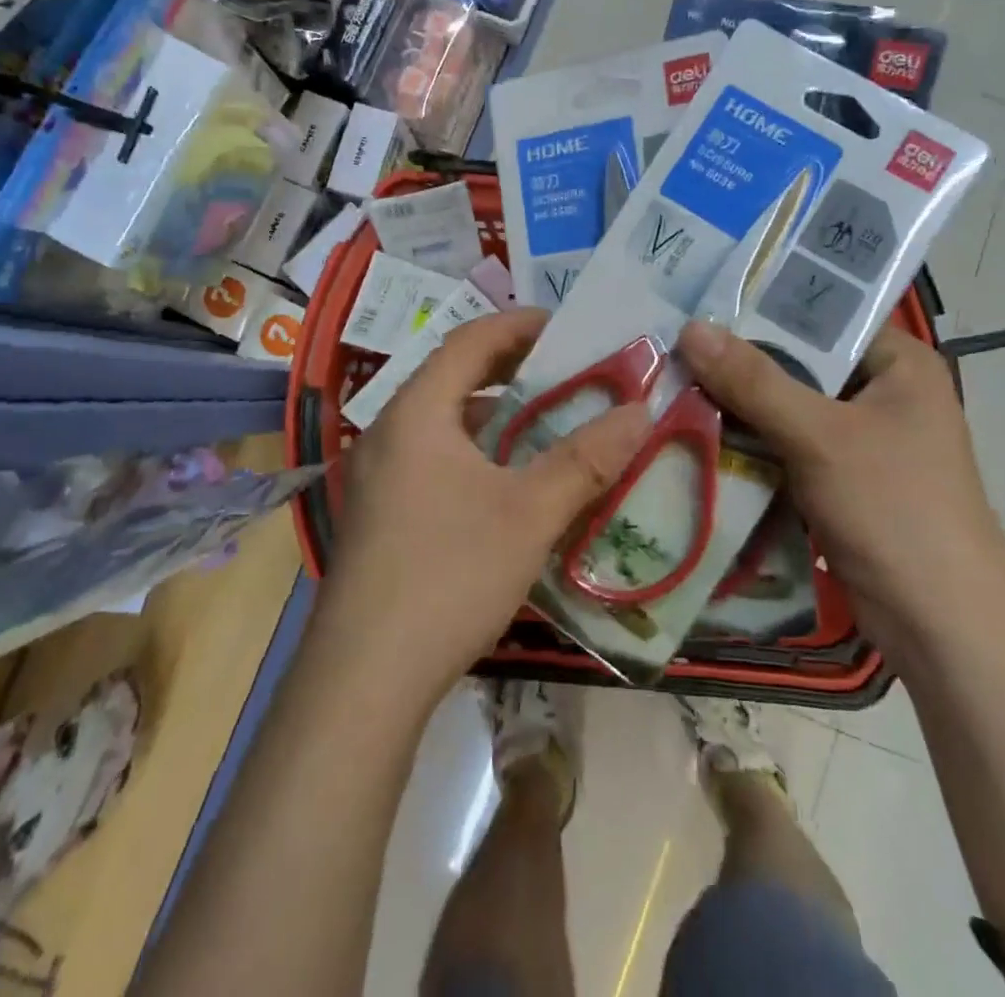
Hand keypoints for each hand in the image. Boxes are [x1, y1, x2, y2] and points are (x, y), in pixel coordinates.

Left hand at [321, 309, 650, 705]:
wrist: (364, 679)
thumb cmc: (449, 575)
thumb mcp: (529, 513)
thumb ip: (586, 459)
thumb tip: (640, 411)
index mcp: (417, 412)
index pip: (470, 341)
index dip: (520, 325)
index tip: (568, 328)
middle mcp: (389, 432)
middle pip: (454, 377)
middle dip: (511, 369)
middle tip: (566, 373)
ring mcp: (378, 476)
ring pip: (444, 423)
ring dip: (494, 416)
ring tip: (545, 424)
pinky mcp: (380, 515)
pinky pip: (434, 458)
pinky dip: (476, 453)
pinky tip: (508, 485)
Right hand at [676, 319, 1004, 651]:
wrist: (939, 625)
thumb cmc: (894, 510)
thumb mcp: (820, 436)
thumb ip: (754, 381)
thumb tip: (690, 328)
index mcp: (899, 363)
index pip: (823, 314)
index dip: (762, 305)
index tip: (700, 300)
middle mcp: (882, 391)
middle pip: (798, 361)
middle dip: (740, 360)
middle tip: (674, 342)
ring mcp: (861, 438)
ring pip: (786, 405)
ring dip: (739, 404)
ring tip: (673, 380)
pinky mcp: (840, 478)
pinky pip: (785, 444)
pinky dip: (750, 442)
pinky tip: (698, 431)